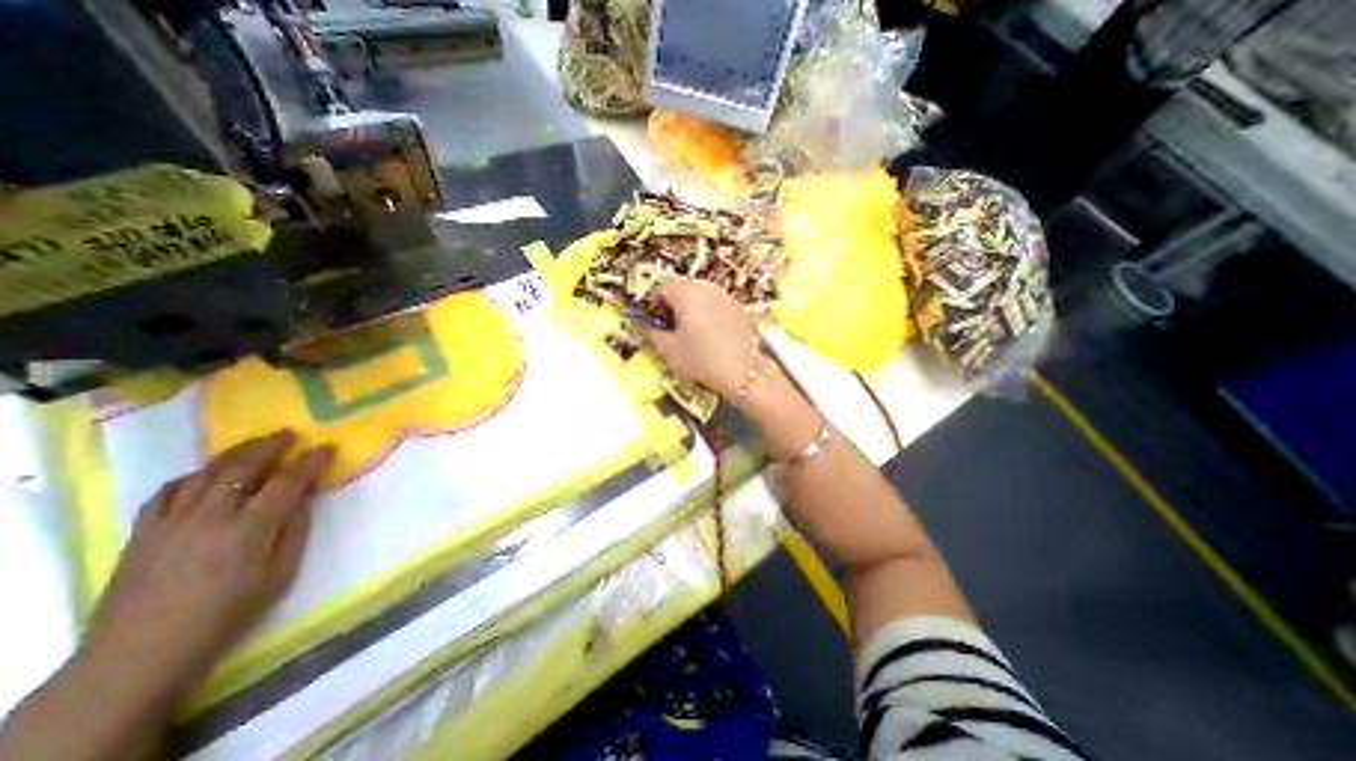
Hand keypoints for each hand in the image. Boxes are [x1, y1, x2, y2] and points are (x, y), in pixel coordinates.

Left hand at [79, 427, 332, 701]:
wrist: (140, 651)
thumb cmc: (227, 613)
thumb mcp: (279, 574)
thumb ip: (294, 529)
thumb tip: (302, 497)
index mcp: (248, 530)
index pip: (286, 483)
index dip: (309, 462)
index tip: (327, 448)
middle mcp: (209, 518)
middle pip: (241, 469)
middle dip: (269, 447)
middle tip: (289, 434)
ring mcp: (170, 522)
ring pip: (204, 474)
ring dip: (234, 454)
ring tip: (255, 444)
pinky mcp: (143, 532)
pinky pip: (168, 491)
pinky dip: (193, 475)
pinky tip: (206, 473)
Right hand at [646, 276, 762, 397]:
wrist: (742, 371)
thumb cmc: (701, 360)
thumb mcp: (669, 351)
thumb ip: (653, 334)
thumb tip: (649, 327)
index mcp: (687, 295)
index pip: (662, 289)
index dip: (654, 304)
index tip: (655, 320)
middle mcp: (707, 289)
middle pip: (682, 288)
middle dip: (673, 304)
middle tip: (671, 325)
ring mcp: (725, 297)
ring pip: (700, 295)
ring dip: (691, 307)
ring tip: (691, 329)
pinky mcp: (738, 307)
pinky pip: (716, 303)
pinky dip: (708, 312)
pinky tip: (710, 332)